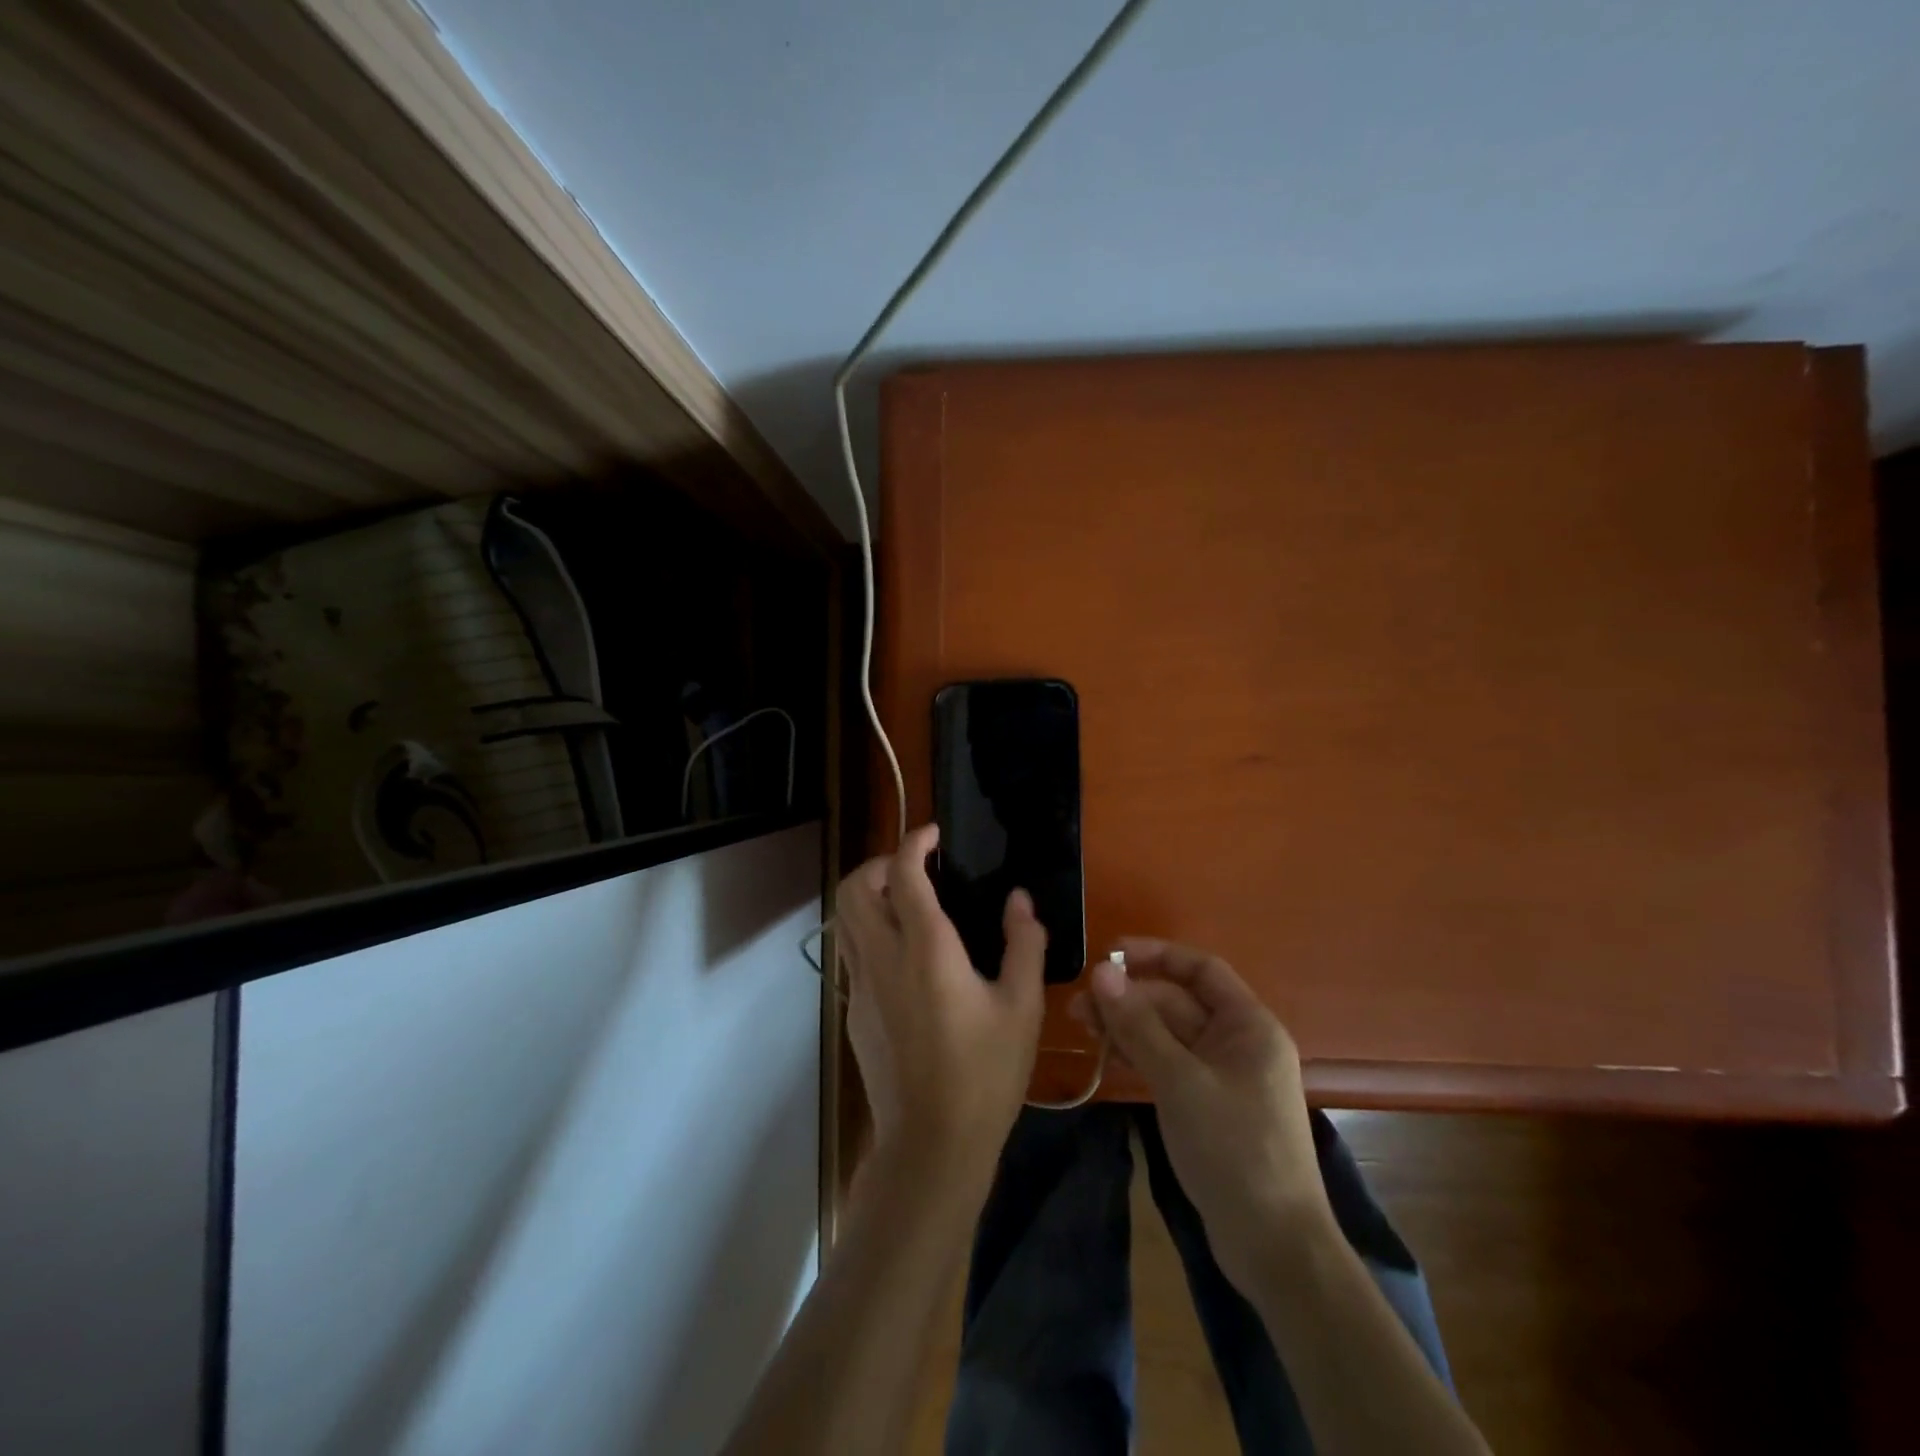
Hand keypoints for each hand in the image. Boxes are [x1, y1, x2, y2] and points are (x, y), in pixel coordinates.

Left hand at [836, 824, 1047, 1193]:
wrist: (932, 1145)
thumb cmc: (985, 1075)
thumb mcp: (1022, 1007)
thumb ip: (1024, 944)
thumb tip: (1019, 899)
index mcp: (926, 949)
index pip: (903, 873)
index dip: (914, 841)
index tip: (934, 834)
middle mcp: (883, 958)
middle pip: (854, 888)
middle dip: (878, 863)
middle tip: (915, 868)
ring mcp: (860, 986)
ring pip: (844, 919)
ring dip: (868, 895)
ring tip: (907, 902)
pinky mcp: (853, 1012)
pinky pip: (851, 952)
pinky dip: (869, 930)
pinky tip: (905, 955)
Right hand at [1071, 940, 1330, 1289]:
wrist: (1274, 1247)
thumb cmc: (1233, 1150)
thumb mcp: (1179, 1081)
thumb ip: (1138, 1024)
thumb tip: (1101, 970)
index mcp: (1248, 1025)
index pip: (1200, 968)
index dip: (1155, 954)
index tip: (1109, 954)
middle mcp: (1238, 1041)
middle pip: (1177, 1002)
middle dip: (1130, 998)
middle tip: (1079, 1007)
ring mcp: (1223, 1075)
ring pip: (1169, 1034)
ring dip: (1128, 1027)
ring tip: (1082, 1028)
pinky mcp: (1208, 1104)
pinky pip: (1170, 1063)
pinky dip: (1140, 1056)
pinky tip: (1107, 1058)